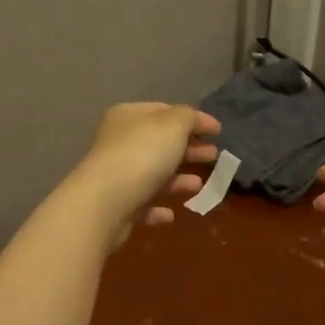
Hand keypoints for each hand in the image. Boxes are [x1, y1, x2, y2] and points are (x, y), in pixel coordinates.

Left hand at [70, 102, 221, 250]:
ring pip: (153, 174)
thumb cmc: (142, 155)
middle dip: (188, 149)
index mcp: (128, 116)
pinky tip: (173, 213)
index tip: (218, 131)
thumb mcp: (173, 125)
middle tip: (214, 156)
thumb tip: (196, 120)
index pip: (164, 111)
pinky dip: (158, 207)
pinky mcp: (117, 207)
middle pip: (160, 144)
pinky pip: (142, 204)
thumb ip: (189, 117)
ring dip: (177, 179)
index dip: (193, 119)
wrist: (105, 203)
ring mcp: (116, 176)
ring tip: (200, 184)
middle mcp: (119, 143)